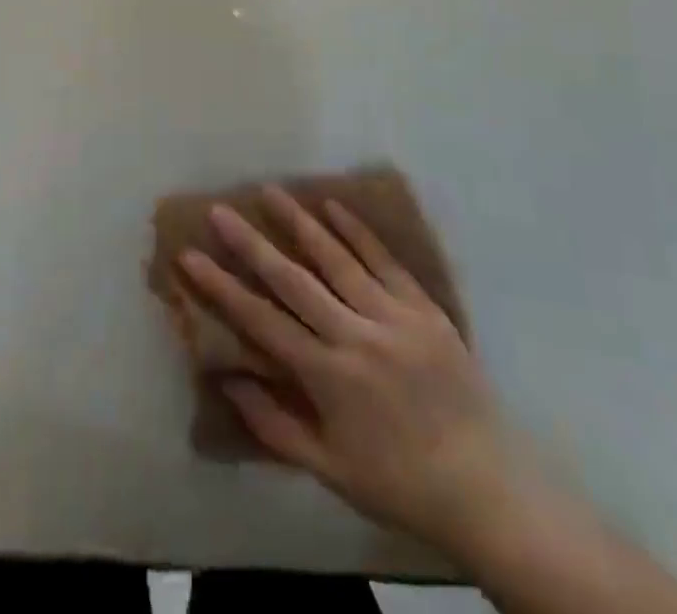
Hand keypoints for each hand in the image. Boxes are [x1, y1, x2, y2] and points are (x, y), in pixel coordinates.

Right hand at [179, 188, 511, 563]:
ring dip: (300, 223)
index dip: (222, 288)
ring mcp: (393, 315)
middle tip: (221, 211)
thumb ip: (275, 425)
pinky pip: (385, 260)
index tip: (190, 257)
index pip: (261, 321)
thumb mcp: (330, 469)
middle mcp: (355, 335)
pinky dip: (358, 231)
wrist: (486, 485)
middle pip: (293, 279)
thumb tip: (229, 382)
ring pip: (337, 258)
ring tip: (271, 192)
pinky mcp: (424, 307)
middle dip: (251, 243)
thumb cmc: (400, 482)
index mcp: (328, 376)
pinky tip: (334, 206)